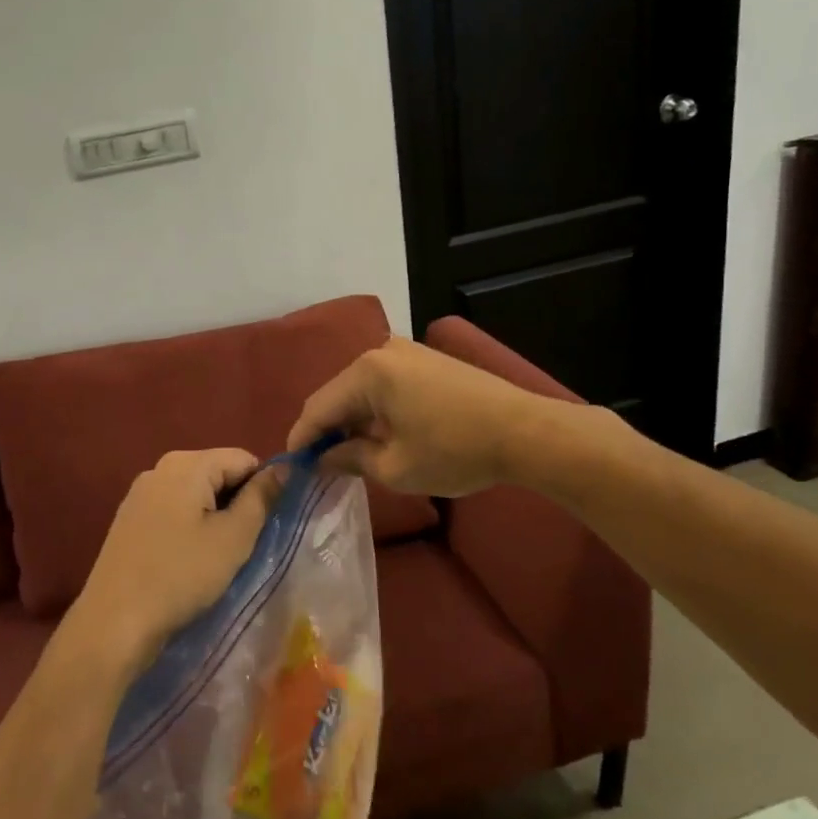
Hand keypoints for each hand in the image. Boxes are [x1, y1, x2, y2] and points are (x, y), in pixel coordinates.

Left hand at [67, 449, 285, 675]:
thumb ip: (261, 498)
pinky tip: (187, 560)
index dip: (262, 488)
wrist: (115, 621)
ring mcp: (140, 492)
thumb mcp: (234, 538)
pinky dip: (188, 527)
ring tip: (215, 556)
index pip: (243, 459)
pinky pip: (173, 510)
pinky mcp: (129, 518)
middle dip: (236, 503)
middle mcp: (160, 467)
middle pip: (217, 472)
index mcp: (187, 463)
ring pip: (195, 493)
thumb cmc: (181, 575)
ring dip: (213, 517)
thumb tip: (282, 469)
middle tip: (241, 545)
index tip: (264, 526)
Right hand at [287, 337, 554, 496]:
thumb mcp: (395, 467)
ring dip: (351, 420)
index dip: (302, 438)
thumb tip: (323, 458)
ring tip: (347, 454)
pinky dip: (375, 409)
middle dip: (326, 429)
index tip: (291, 466)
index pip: (319, 407)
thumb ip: (349, 458)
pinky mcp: (426, 360)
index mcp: (367, 372)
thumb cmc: (455, 451)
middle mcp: (381, 351)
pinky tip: (378, 434)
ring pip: (361, 389)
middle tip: (318, 464)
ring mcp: (407, 352)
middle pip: (338, 394)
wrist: (526, 432)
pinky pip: (385, 384)